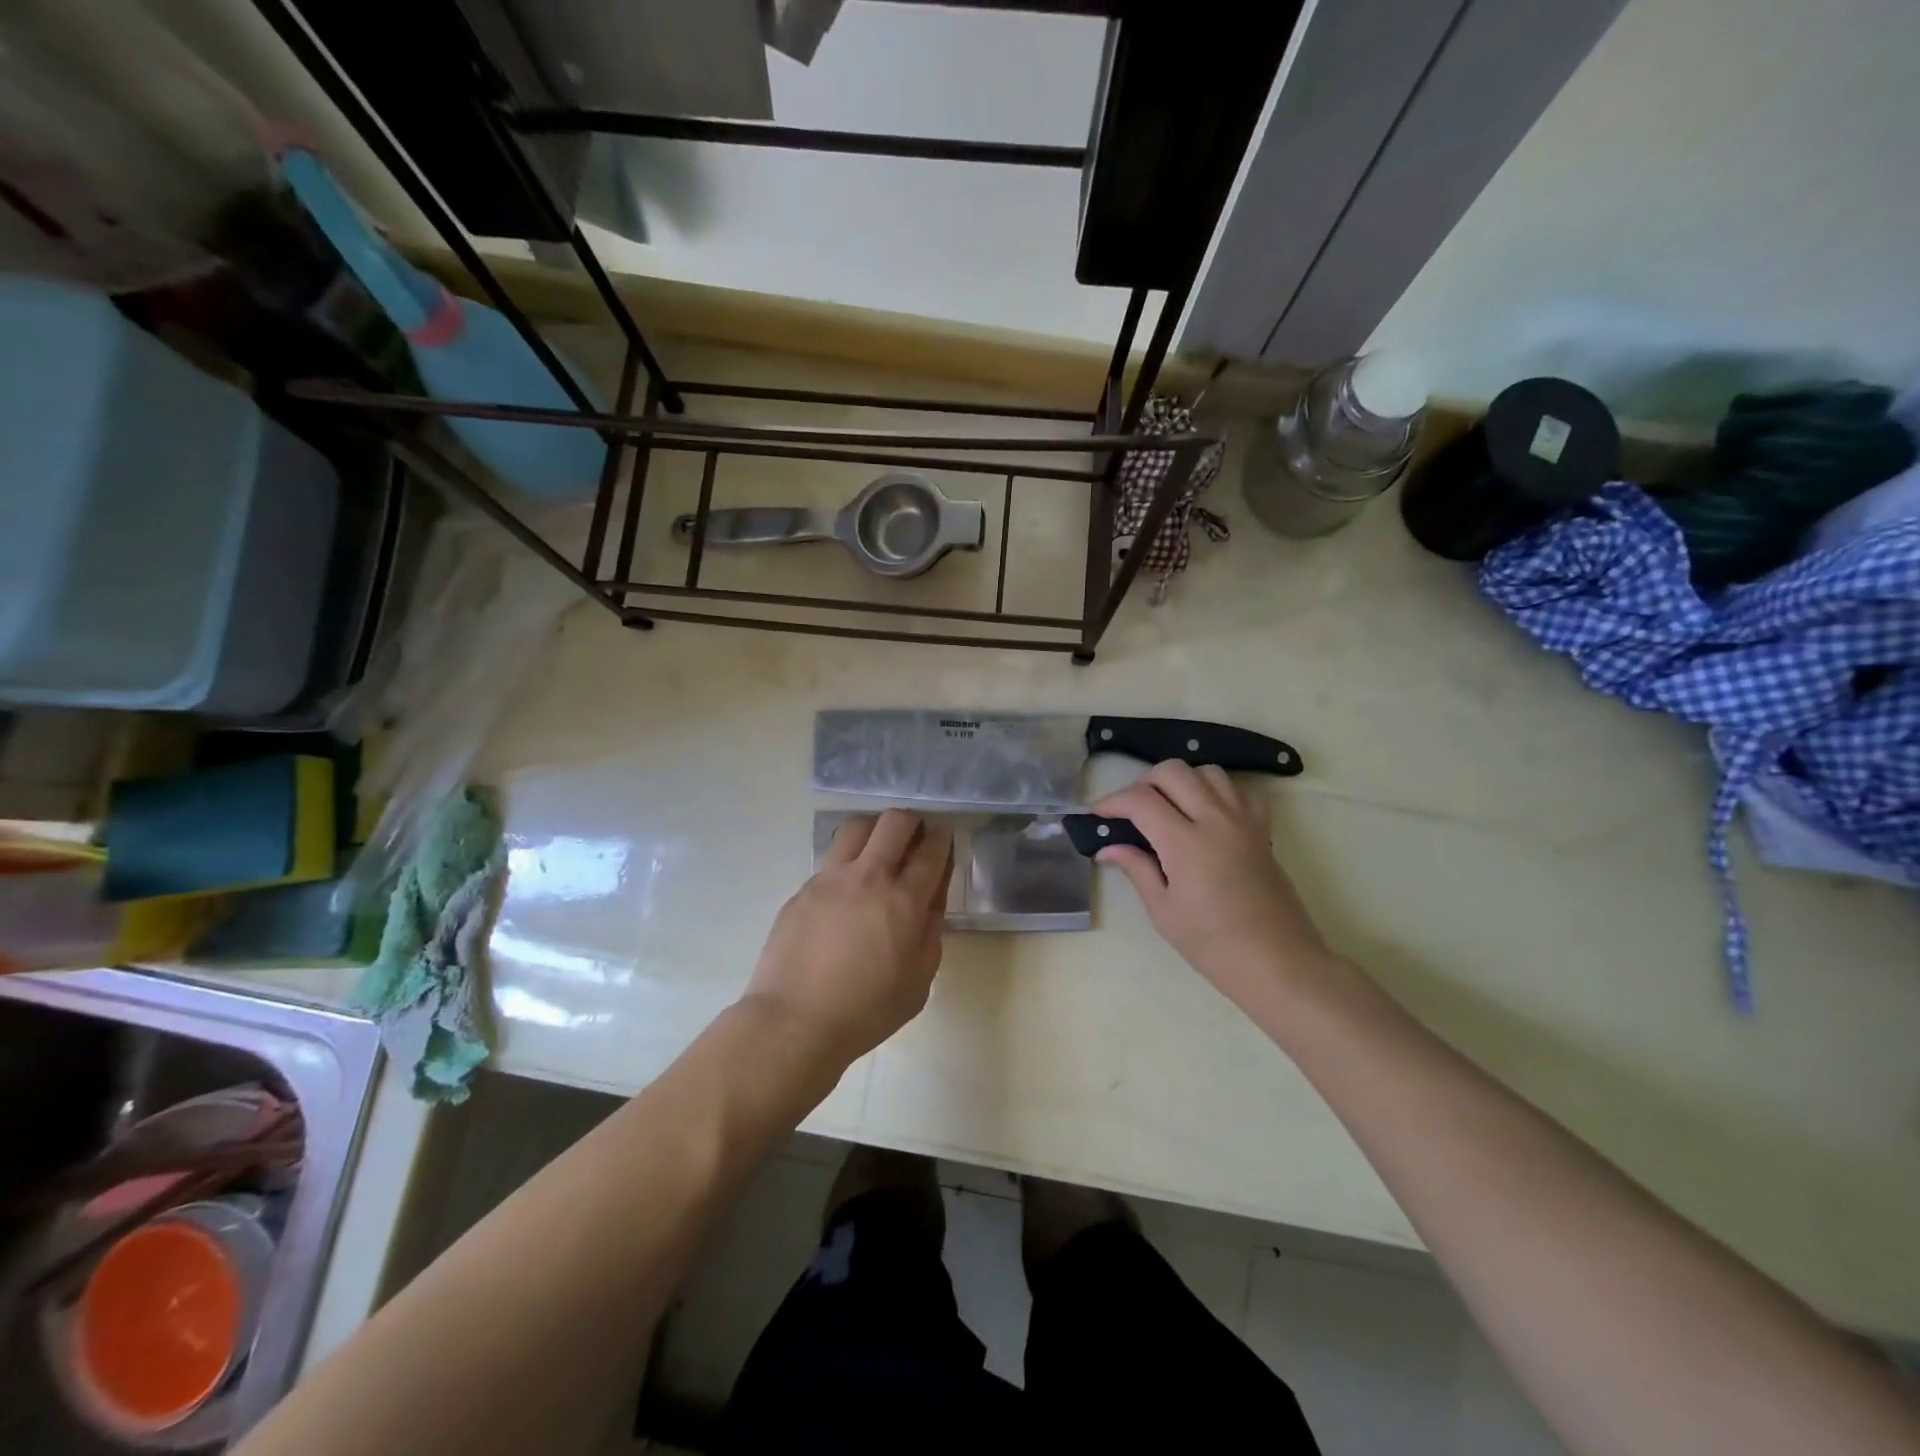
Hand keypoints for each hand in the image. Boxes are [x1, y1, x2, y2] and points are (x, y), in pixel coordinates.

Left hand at [744, 810, 953, 1059]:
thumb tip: (931, 902)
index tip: (942, 837)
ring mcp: (830, 879)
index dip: (941, 837)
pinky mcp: (803, 889)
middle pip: (894, 822)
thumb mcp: (919, 982)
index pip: (931, 850)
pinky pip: (830, 859)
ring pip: (856, 827)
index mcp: (904, 901)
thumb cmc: (866, 1011)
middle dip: (911, 821)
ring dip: (874, 829)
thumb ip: (931, 934)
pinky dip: (846, 861)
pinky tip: (845, 889)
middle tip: (914, 836)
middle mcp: (869, 877)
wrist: (795, 1020)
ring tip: (877, 849)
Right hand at [1092, 761, 1332, 1015]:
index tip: (1098, 814)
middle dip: (1144, 782)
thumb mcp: (1164, 911)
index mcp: (1185, 843)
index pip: (1140, 800)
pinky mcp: (1263, 829)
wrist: (1278, 963)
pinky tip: (1208, 813)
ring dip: (1181, 781)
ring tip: (1168, 807)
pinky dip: (1218, 791)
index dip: (1112, 801)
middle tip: (1131, 810)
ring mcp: (1244, 821)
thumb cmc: (1214, 945)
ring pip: (1207, 772)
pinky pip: (1240, 790)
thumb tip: (1108, 848)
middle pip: (1173, 771)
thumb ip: (1137, 869)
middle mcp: (1215, 820)